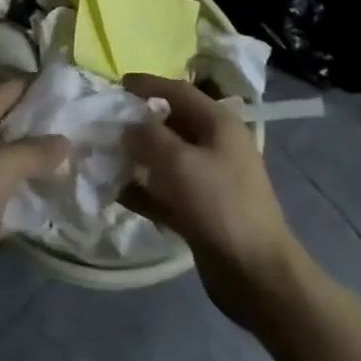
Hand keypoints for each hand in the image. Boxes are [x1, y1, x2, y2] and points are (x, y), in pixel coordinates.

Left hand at [0, 80, 67, 301]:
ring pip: (11, 162)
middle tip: (81, 128)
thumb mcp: (3, 164)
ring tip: (77, 161)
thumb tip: (66, 141)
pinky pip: (8, 195)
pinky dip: (28, 195)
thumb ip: (36, 151)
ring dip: (37, 164)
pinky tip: (57, 197)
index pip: (9, 90)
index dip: (38, 87)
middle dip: (43, 127)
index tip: (71, 90)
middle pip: (11, 125)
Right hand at [120, 74, 302, 330]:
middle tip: (105, 123)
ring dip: (136, 158)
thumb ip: (148, 137)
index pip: (178, 91)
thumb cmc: (221, 205)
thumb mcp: (180, 162)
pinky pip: (164, 192)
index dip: (148, 84)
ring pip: (165, 160)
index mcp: (219, 124)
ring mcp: (209, 181)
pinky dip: (142, 190)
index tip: (117, 85)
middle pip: (171, 124)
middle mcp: (215, 146)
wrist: (258, 276)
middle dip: (138, 123)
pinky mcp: (200, 212)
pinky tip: (114, 192)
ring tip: (103, 156)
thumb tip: (127, 127)